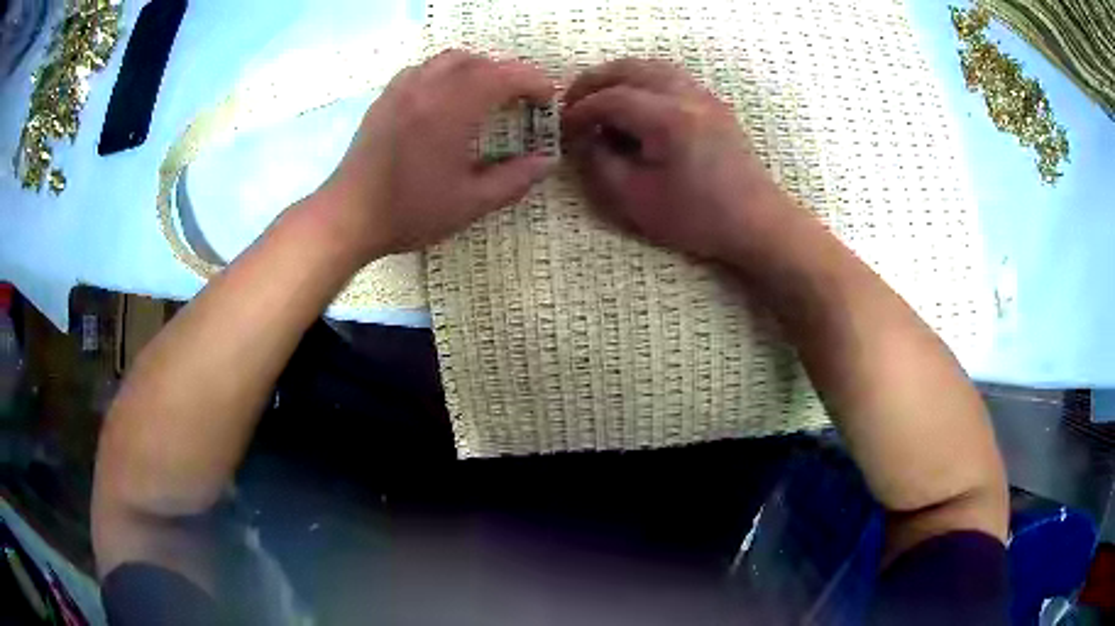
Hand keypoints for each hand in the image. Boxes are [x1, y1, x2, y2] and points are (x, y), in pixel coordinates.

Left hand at [315, 50, 556, 262]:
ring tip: (487, 95)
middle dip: (507, 74)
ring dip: (477, 69)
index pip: (503, 75)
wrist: (348, 216)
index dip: (533, 81)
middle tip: (521, 100)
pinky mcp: (385, 99)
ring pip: (448, 60)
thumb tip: (547, 161)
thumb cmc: (410, 212)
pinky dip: (445, 74)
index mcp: (452, 109)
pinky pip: (422, 69)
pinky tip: (446, 99)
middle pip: (478, 61)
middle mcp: (427, 87)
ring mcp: (402, 90)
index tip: (546, 99)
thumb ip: (514, 180)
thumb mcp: (470, 203)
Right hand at [562, 59, 791, 261]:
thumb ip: (601, 164)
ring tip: (599, 97)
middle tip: (572, 104)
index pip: (611, 98)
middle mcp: (687, 95)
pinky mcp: (713, 104)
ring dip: (619, 75)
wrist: (757, 222)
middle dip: (593, 82)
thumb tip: (584, 139)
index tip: (564, 128)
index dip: (581, 110)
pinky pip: (671, 76)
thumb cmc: (698, 218)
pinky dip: (644, 79)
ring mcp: (704, 96)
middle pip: (629, 68)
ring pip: (652, 66)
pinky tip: (635, 101)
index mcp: (668, 119)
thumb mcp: (638, 200)